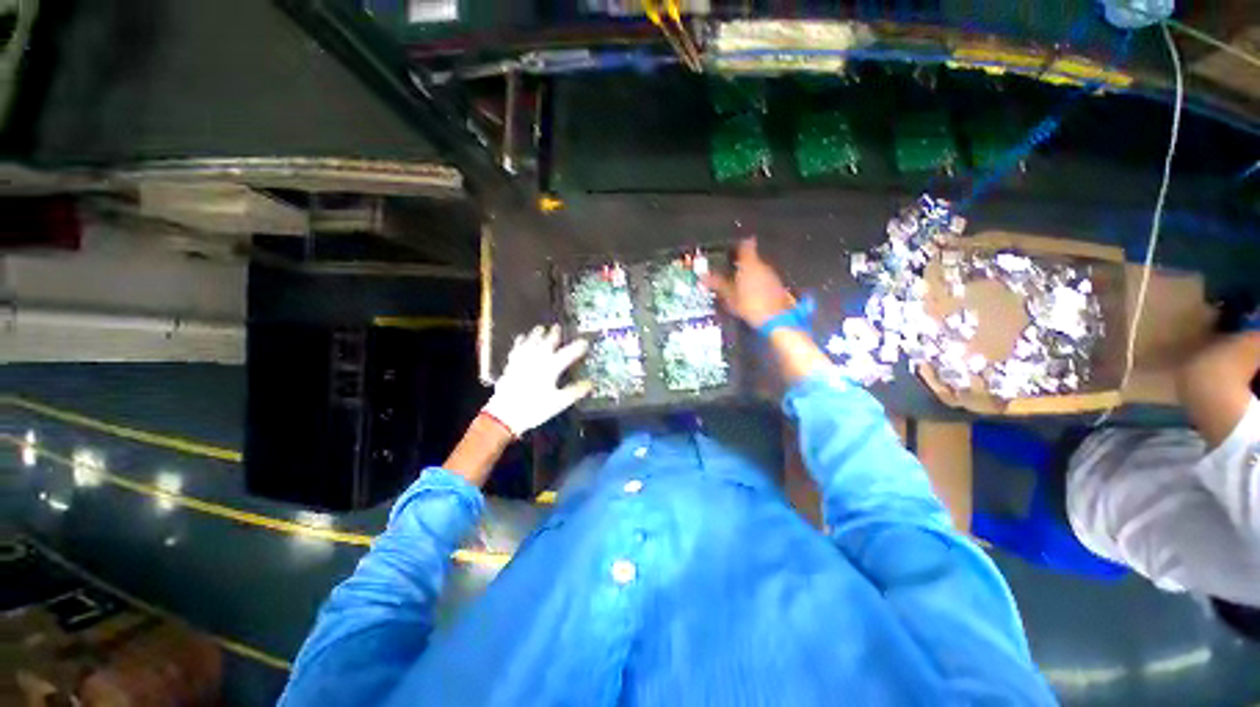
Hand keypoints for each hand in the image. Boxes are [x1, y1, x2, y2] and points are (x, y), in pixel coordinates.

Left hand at [482, 325, 591, 436]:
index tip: (585, 341)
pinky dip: (520, 342)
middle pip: (547, 342)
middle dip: (554, 334)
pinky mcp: (511, 365)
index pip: (568, 353)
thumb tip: (590, 384)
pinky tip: (521, 338)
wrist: (505, 414)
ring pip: (531, 342)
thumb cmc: (535, 408)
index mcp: (551, 367)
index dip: (578, 347)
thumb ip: (575, 391)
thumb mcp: (559, 402)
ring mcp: (523, 360)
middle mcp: (537, 359)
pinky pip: (517, 348)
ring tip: (541, 328)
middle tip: (558, 327)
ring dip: (536, 334)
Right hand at [702, 238, 794, 327]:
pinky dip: (757, 283)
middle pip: (751, 258)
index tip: (731, 249)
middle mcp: (763, 265)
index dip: (737, 245)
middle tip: (729, 270)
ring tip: (738, 284)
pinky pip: (764, 279)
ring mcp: (772, 275)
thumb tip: (703, 276)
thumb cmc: (750, 305)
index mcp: (749, 264)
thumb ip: (717, 284)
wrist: (775, 319)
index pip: (745, 245)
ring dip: (749, 274)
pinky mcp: (777, 286)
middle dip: (741, 263)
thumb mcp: (729, 296)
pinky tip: (750, 293)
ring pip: (758, 269)